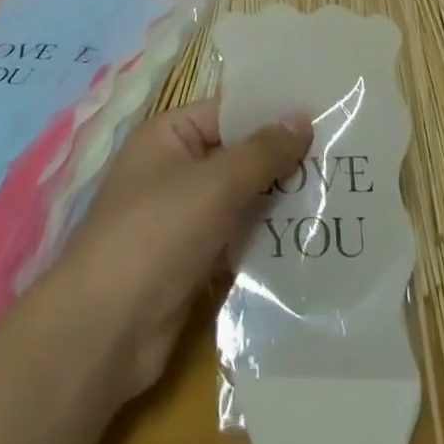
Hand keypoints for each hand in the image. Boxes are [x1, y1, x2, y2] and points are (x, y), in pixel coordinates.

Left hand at [57, 100, 311, 402]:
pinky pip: (235, 239)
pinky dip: (264, 240)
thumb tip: (302, 116)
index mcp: (168, 136)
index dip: (271, 115)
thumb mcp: (214, 184)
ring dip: (278, 203)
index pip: (228, 112)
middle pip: (236, 157)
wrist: (105, 331)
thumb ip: (261, 152)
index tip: (322, 117)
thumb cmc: (156, 234)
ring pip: (239, 201)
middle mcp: (173, 170)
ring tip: (334, 197)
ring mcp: (181, 219)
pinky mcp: (191, 263)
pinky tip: (307, 241)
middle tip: (338, 160)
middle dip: (281, 162)